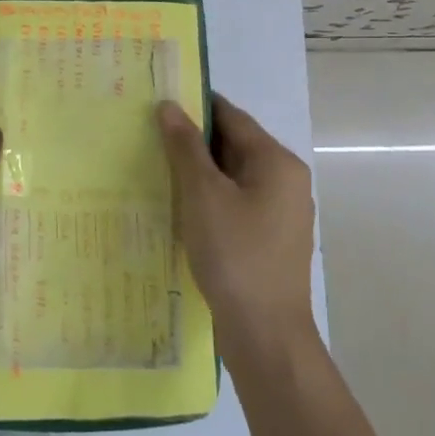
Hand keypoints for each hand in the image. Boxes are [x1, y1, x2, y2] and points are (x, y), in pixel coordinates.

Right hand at [158, 94, 316, 352]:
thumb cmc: (235, 255)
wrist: (265, 333)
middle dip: (194, 141)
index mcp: (277, 162)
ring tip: (156, 167)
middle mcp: (286, 180)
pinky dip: (210, 198)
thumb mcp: (203, 195)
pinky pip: (236, 203)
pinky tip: (180, 206)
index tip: (158, 102)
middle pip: (235, 145)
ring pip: (234, 176)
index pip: (232, 117)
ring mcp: (280, 212)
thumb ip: (185, 148)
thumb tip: (169, 106)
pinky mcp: (270, 238)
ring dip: (199, 171)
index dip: (195, 107)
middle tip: (148, 135)